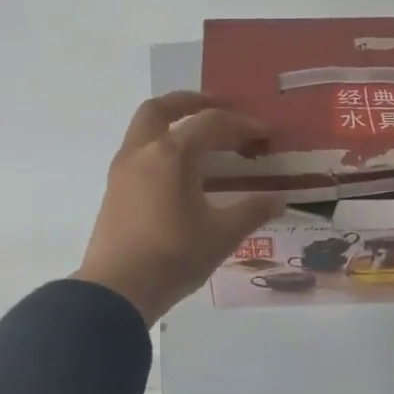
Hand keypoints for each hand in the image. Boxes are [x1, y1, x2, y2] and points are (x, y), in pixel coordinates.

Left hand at [76, 93, 285, 324]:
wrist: (117, 291)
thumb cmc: (174, 257)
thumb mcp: (223, 234)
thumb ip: (253, 211)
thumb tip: (279, 199)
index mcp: (171, 154)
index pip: (212, 124)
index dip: (243, 125)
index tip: (266, 135)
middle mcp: (142, 152)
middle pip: (162, 108)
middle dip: (192, 102)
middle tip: (220, 108)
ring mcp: (122, 170)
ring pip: (144, 128)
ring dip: (172, 123)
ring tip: (201, 139)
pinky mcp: (114, 190)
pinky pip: (139, 152)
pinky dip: (161, 147)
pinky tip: (180, 171)